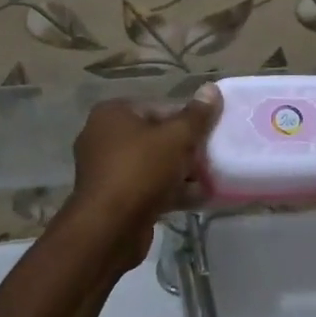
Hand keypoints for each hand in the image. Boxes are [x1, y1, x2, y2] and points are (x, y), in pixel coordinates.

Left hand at [63, 89, 222, 267]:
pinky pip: (147, 187)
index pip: (160, 107)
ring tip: (210, 181)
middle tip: (212, 158)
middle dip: (186, 149)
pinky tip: (197, 199)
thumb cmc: (141, 170)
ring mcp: (106, 169)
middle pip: (157, 136)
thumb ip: (197, 115)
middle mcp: (103, 136)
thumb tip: (211, 88)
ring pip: (153, 164)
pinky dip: (169, 191)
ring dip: (181, 172)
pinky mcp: (113, 197)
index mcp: (113, 114)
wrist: (109, 228)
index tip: (211, 134)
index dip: (189, 120)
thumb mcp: (176, 138)